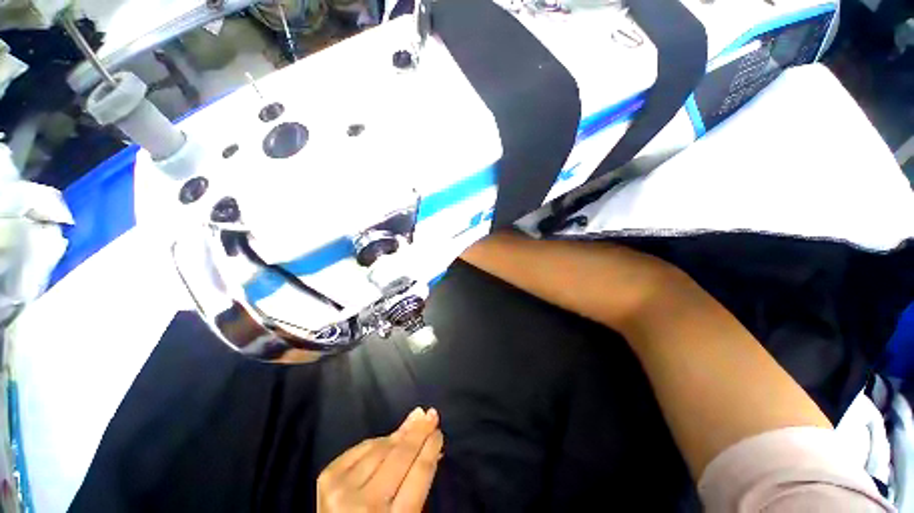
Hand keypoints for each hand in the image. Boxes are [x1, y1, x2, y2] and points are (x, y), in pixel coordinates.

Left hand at [317, 408, 443, 512]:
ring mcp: (344, 488)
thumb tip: (432, 445)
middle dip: (419, 432)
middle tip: (431, 415)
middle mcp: (366, 503)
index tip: (438, 432)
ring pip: (381, 448)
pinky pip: (362, 447)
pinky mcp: (328, 477)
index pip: (419, 473)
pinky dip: (378, 441)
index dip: (431, 448)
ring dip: (400, 434)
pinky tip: (389, 437)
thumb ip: (418, 486)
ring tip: (415, 420)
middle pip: (401, 456)